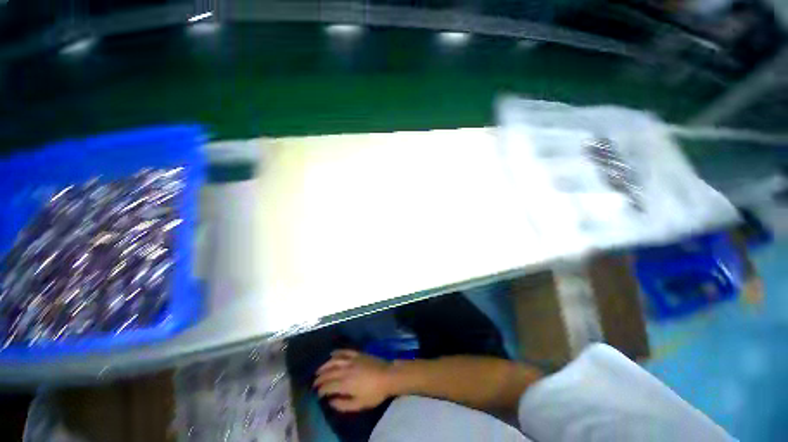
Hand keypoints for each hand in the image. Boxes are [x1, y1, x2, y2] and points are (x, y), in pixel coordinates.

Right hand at [314, 349, 392, 412]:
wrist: (387, 376)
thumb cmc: (374, 393)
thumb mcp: (359, 404)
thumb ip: (343, 404)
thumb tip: (331, 401)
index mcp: (345, 383)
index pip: (328, 386)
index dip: (321, 390)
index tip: (317, 394)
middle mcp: (346, 370)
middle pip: (329, 373)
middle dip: (320, 378)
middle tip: (314, 382)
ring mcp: (352, 360)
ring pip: (334, 361)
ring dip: (325, 365)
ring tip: (319, 370)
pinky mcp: (358, 354)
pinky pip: (345, 351)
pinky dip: (337, 352)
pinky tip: (332, 353)